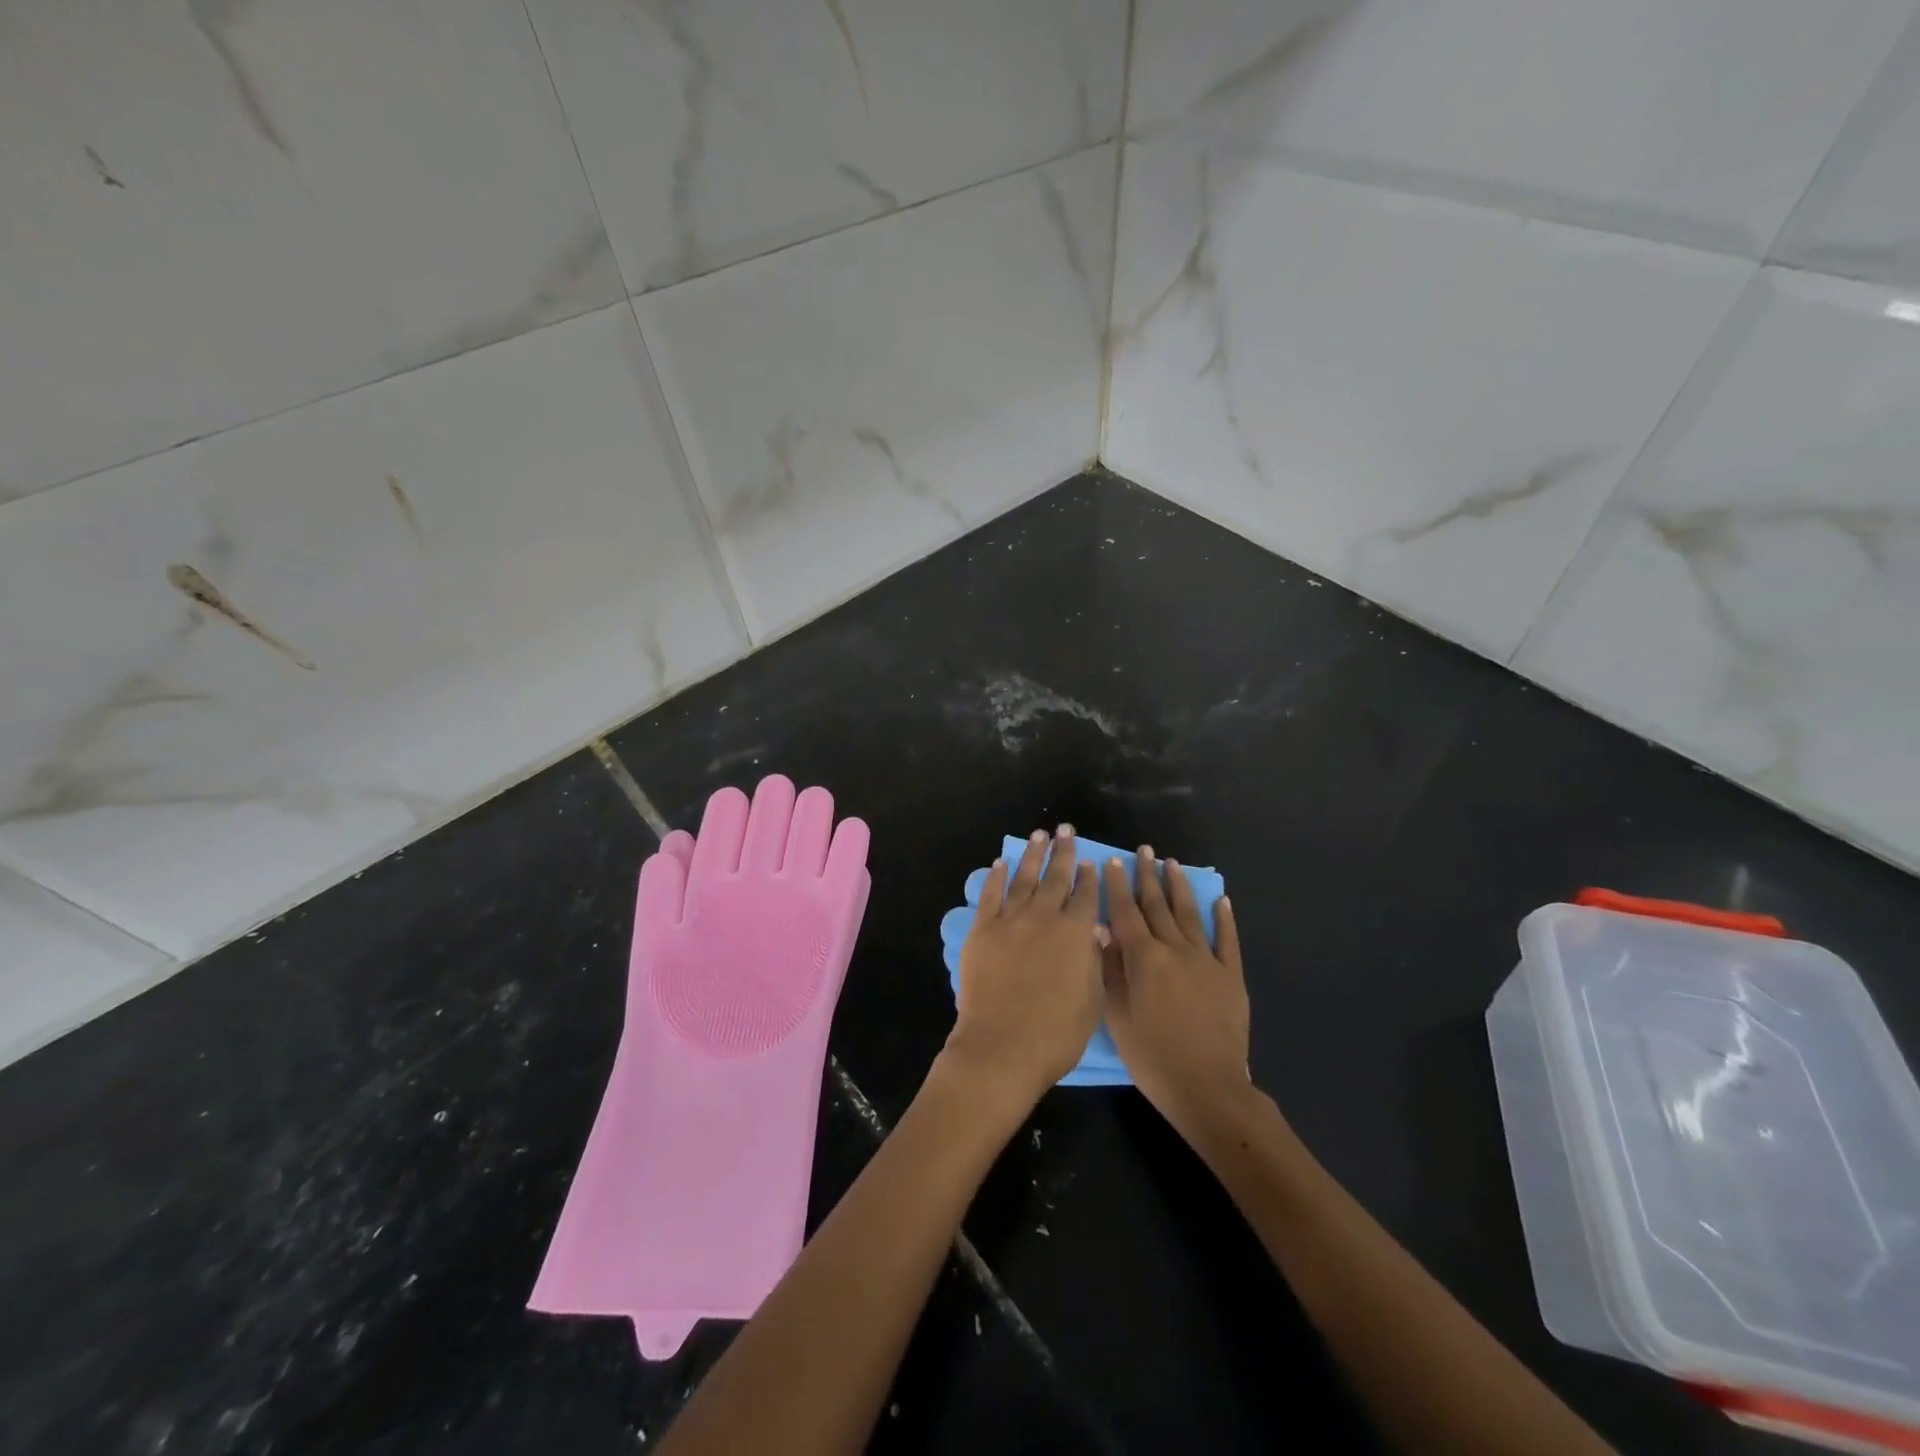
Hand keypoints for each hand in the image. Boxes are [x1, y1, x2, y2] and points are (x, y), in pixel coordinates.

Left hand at [947, 826, 1104, 1108]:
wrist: (1004, 1045)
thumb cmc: (1057, 1033)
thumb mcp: (1092, 999)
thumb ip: (1093, 959)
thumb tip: (1094, 930)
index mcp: (1076, 933)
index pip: (1086, 895)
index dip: (1088, 877)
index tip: (1089, 860)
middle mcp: (1045, 917)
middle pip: (1056, 877)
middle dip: (1063, 852)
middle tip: (1065, 830)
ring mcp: (1011, 920)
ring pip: (1024, 878)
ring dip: (1032, 855)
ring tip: (1038, 835)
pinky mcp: (983, 930)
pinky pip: (990, 895)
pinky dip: (996, 877)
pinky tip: (1000, 863)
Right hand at [1101, 847, 1250, 1134]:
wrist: (1208, 1088)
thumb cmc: (1152, 1056)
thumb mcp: (1117, 1016)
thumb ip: (1109, 970)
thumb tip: (1101, 930)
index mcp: (1144, 959)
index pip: (1126, 913)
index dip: (1117, 886)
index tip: (1111, 862)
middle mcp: (1175, 949)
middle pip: (1158, 906)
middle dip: (1148, 876)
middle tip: (1144, 851)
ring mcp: (1207, 961)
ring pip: (1190, 915)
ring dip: (1179, 887)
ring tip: (1172, 863)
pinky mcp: (1231, 976)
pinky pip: (1227, 940)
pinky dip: (1224, 918)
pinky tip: (1221, 899)